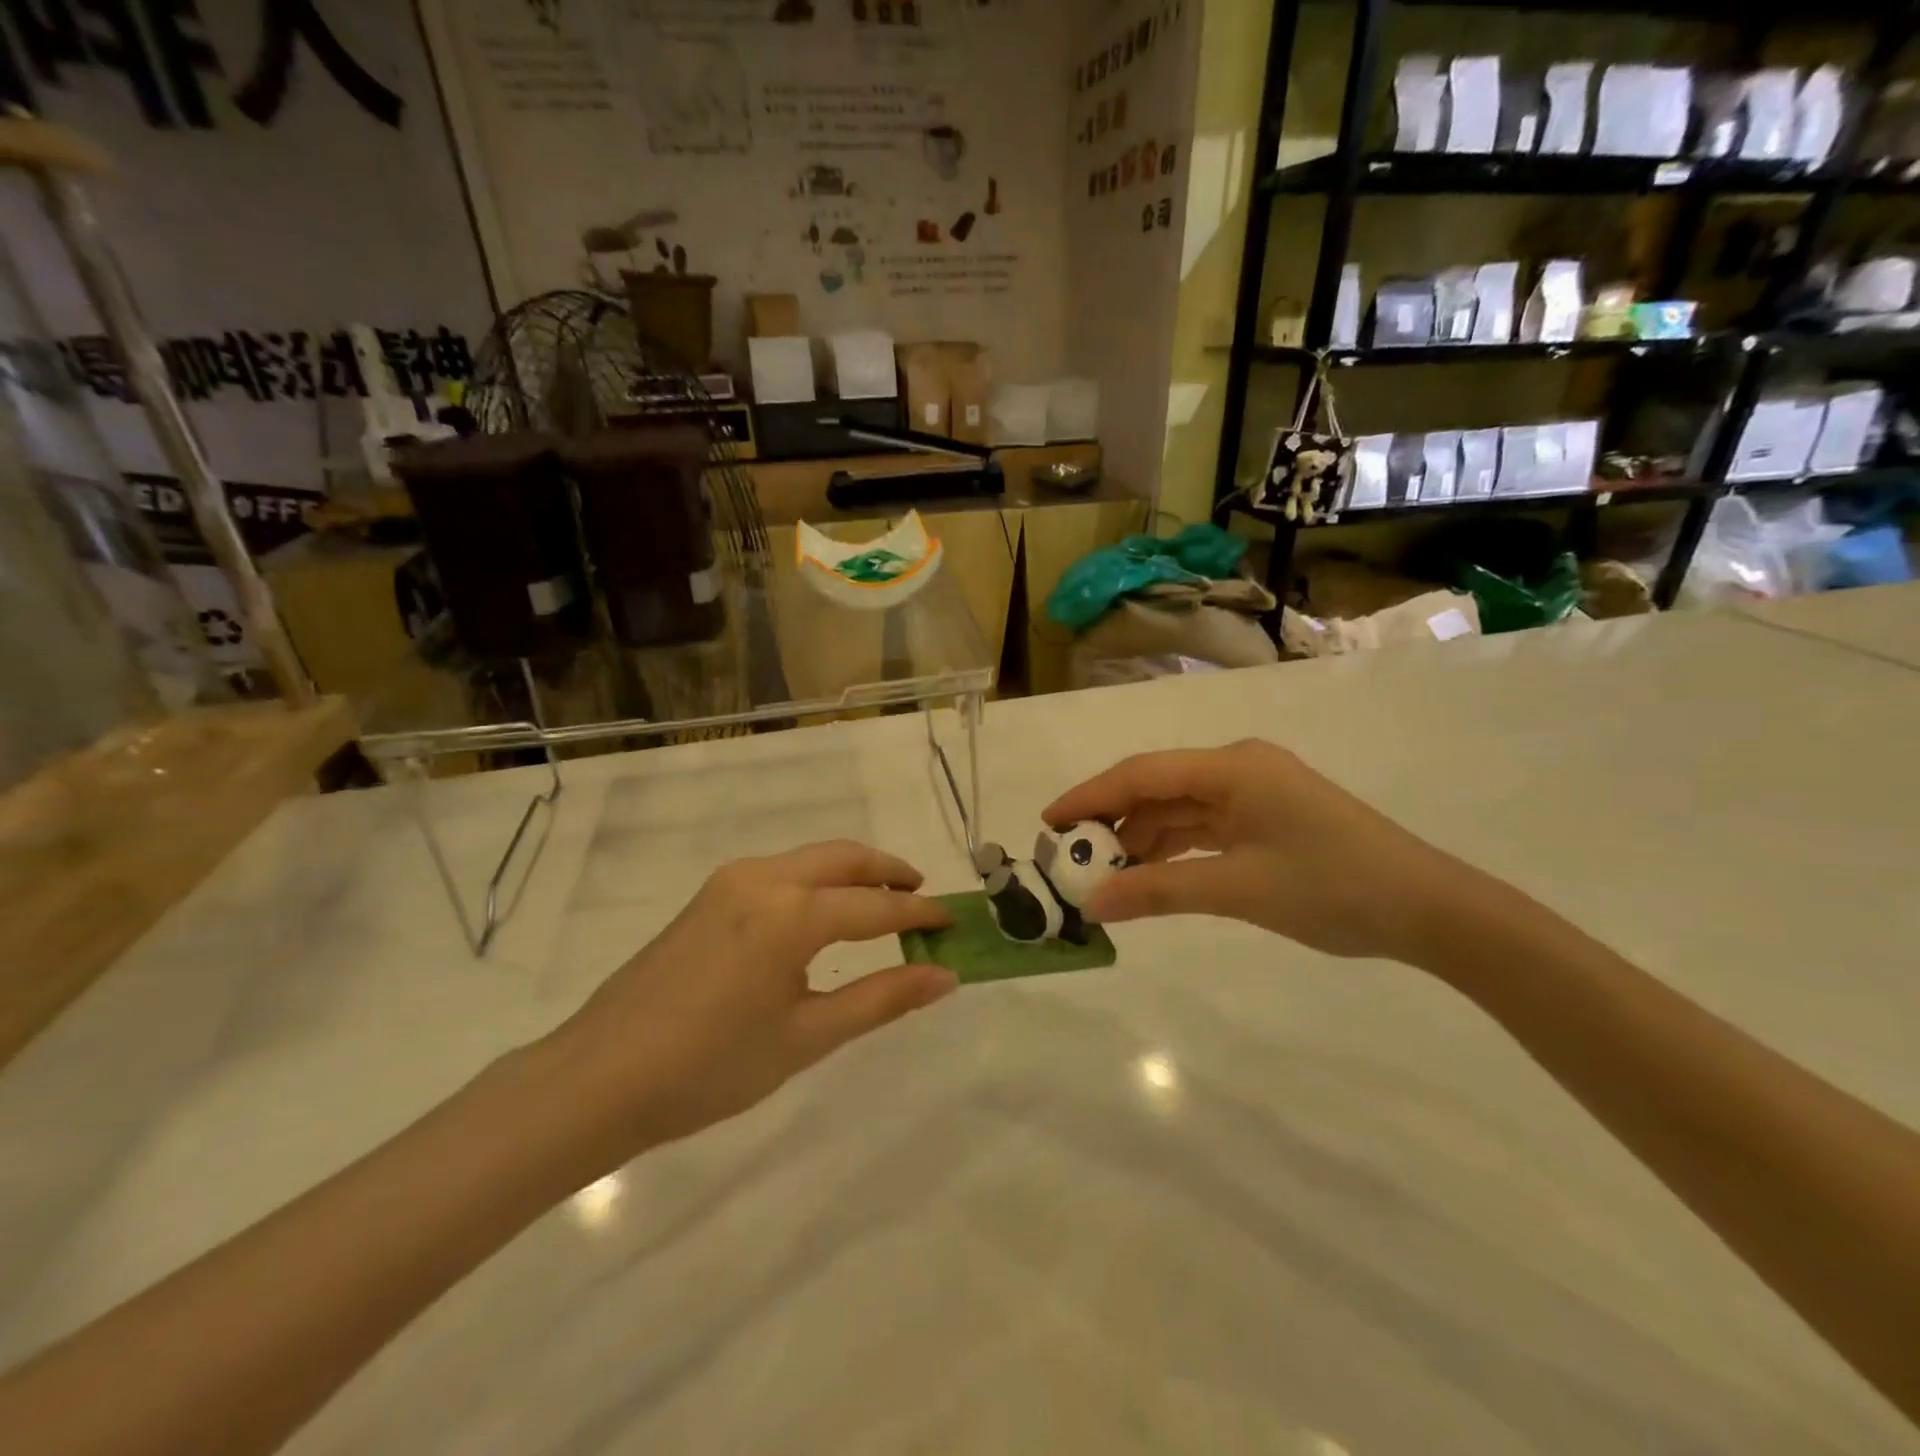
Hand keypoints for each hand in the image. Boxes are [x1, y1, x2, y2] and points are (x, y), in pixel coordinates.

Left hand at [539, 841, 955, 1169]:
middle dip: (889, 872)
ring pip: (810, 859)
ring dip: (852, 873)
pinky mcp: (709, 895)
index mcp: (790, 912)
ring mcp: (730, 881)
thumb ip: (881, 999)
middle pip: (844, 858)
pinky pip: (781, 871)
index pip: (875, 905)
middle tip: (922, 896)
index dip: (919, 913)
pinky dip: (817, 881)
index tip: (953, 922)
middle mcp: (763, 878)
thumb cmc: (710, 1067)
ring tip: (881, 905)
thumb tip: (944, 975)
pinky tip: (823, 916)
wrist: (598, 1079)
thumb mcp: (807, 1037)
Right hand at [1045, 739, 1482, 961]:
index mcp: (1233, 768)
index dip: (1090, 795)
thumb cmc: (1333, 888)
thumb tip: (1092, 903)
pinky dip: (1173, 849)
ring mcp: (1255, 793)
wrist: (1429, 909)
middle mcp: (1238, 769)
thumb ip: (1159, 890)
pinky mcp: (1266, 818)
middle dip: (1112, 821)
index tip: (1048, 823)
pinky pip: (1203, 827)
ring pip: (1179, 809)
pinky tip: (1149, 874)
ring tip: (1103, 873)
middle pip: (1157, 788)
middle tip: (1070, 857)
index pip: (1142, 774)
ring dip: (1142, 839)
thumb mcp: (1238, 889)